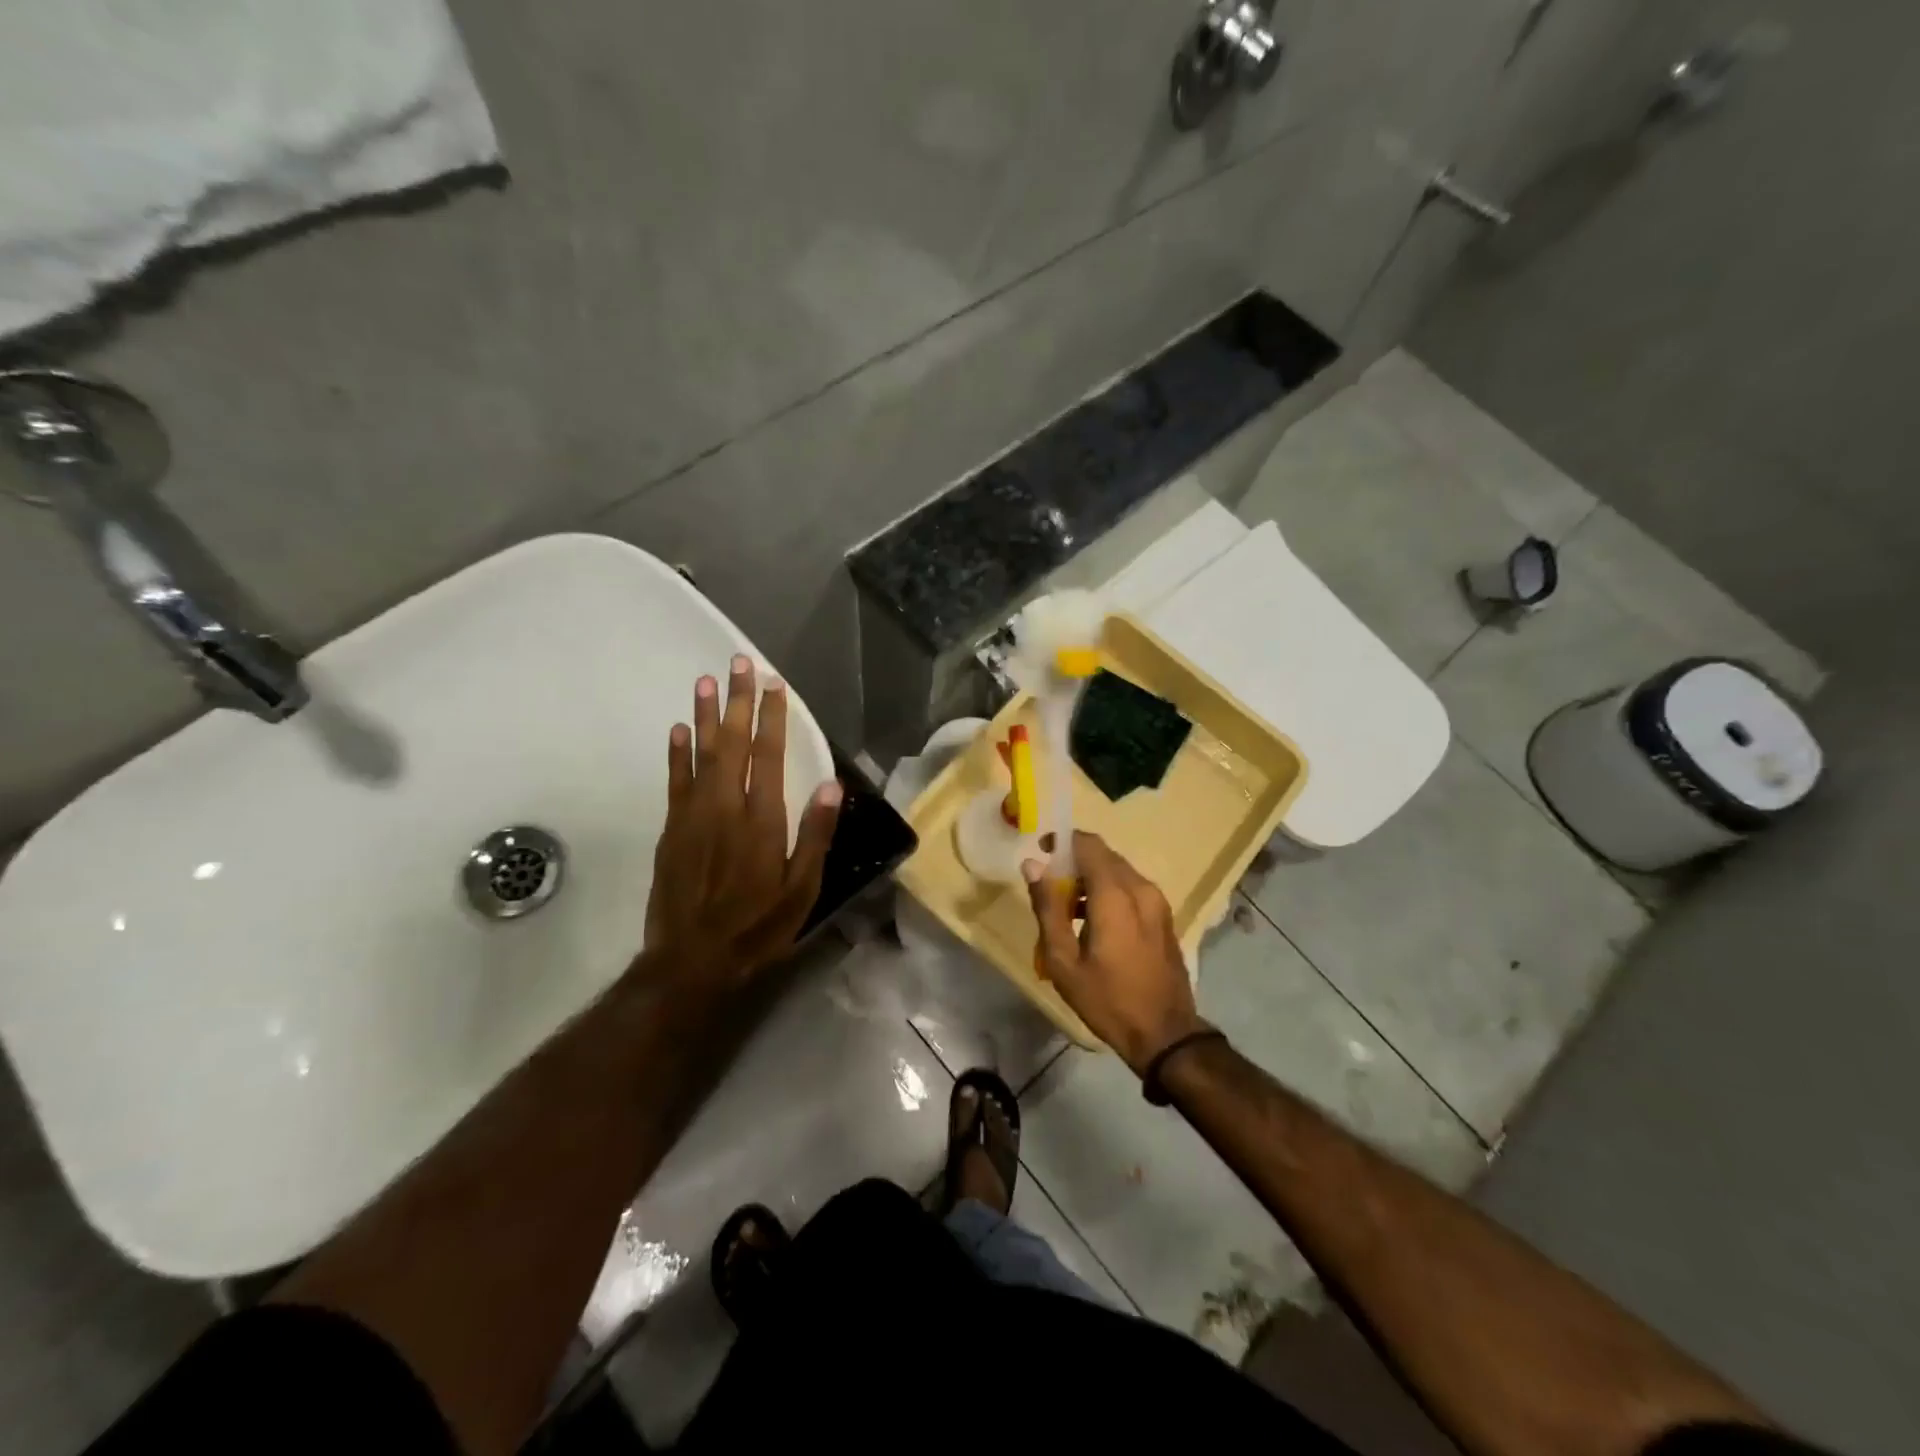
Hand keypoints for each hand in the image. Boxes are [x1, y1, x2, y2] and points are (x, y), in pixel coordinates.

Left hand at [644, 655, 841, 982]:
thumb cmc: (757, 926)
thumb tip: (830, 785)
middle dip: (739, 701)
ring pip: (700, 754)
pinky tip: (680, 729)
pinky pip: (675, 781)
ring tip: (707, 681)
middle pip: (732, 744)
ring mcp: (692, 816)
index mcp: (761, 820)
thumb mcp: (801, 890)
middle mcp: (724, 807)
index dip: (772, 718)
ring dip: (706, 715)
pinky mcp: (671, 830)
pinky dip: (677, 753)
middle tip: (740, 664)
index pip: (768, 756)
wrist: (692, 960)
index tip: (775, 685)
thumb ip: (815, 835)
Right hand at [1025, 832, 1208, 1077]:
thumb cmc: (1107, 999)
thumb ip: (1047, 907)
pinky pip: (1132, 889)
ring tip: (1068, 909)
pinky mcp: (1164, 917)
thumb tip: (1032, 865)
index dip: (1062, 841)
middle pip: (1104, 856)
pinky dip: (1109, 892)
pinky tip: (1094, 923)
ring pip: (1119, 872)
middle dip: (1074, 862)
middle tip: (1050, 887)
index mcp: (1115, 895)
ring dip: (1092, 879)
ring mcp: (1157, 902)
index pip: (1088, 844)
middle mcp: (1141, 888)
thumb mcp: (1063, 960)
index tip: (1041, 851)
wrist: (1165, 1034)